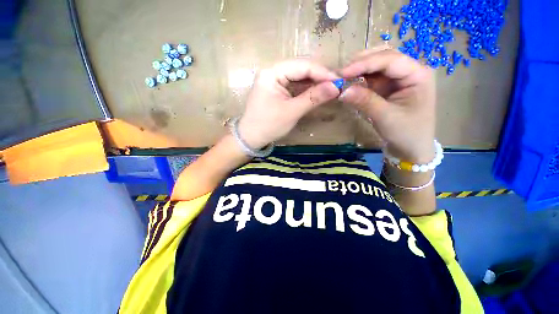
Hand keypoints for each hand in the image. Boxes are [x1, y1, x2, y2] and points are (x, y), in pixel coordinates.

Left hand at [238, 59, 339, 148]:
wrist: (251, 137)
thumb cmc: (269, 125)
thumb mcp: (292, 112)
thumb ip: (313, 98)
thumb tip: (336, 87)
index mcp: (272, 73)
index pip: (301, 65)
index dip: (322, 72)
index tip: (339, 80)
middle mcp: (273, 71)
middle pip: (300, 68)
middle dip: (319, 76)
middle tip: (336, 84)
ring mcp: (274, 80)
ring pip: (299, 76)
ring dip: (314, 82)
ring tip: (330, 88)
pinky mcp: (277, 89)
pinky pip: (294, 85)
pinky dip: (307, 89)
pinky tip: (317, 91)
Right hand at [340, 49, 435, 162]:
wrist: (412, 148)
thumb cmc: (406, 133)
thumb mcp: (385, 117)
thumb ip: (364, 101)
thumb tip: (342, 91)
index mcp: (418, 74)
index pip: (389, 60)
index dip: (364, 63)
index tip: (342, 73)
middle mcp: (410, 71)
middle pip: (383, 57)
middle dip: (361, 63)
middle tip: (340, 73)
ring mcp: (399, 79)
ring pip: (376, 66)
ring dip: (359, 70)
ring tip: (342, 78)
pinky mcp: (389, 87)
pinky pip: (373, 78)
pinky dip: (360, 79)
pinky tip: (350, 83)